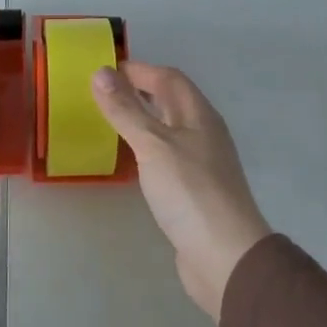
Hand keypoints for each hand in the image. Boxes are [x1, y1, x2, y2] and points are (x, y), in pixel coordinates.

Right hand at [92, 63, 271, 321]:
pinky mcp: (194, 192)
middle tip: (103, 94)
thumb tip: (101, 71)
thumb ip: (126, 109)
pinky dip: (147, 150)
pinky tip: (131, 162)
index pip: (169, 78)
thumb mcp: (152, 145)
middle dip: (140, 91)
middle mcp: (204, 134)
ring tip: (111, 122)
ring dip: (143, 120)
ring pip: (169, 130)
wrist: (225, 257)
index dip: (140, 70)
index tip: (106, 70)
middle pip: (171, 102)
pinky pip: (167, 157)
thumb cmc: (190, 192)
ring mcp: (202, 164)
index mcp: (199, 115)